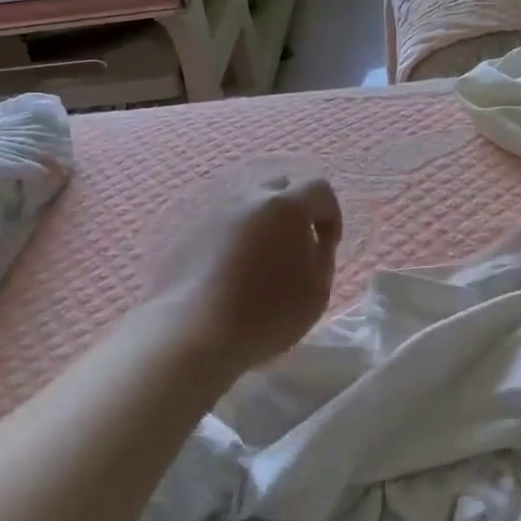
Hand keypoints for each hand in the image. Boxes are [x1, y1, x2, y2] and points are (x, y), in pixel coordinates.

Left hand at [148, 174, 343, 369]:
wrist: (194, 333)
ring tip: (263, 261)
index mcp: (287, 206)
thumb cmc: (268, 312)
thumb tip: (312, 240)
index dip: (331, 215)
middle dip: (296, 210)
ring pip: (248, 205)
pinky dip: (236, 239)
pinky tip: (233, 272)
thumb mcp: (318, 289)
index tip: (327, 246)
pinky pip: (223, 226)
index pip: (320, 189)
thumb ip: (322, 255)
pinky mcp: (189, 234)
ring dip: (263, 224)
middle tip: (296, 246)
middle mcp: (249, 198)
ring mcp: (214, 213)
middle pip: (280, 187)